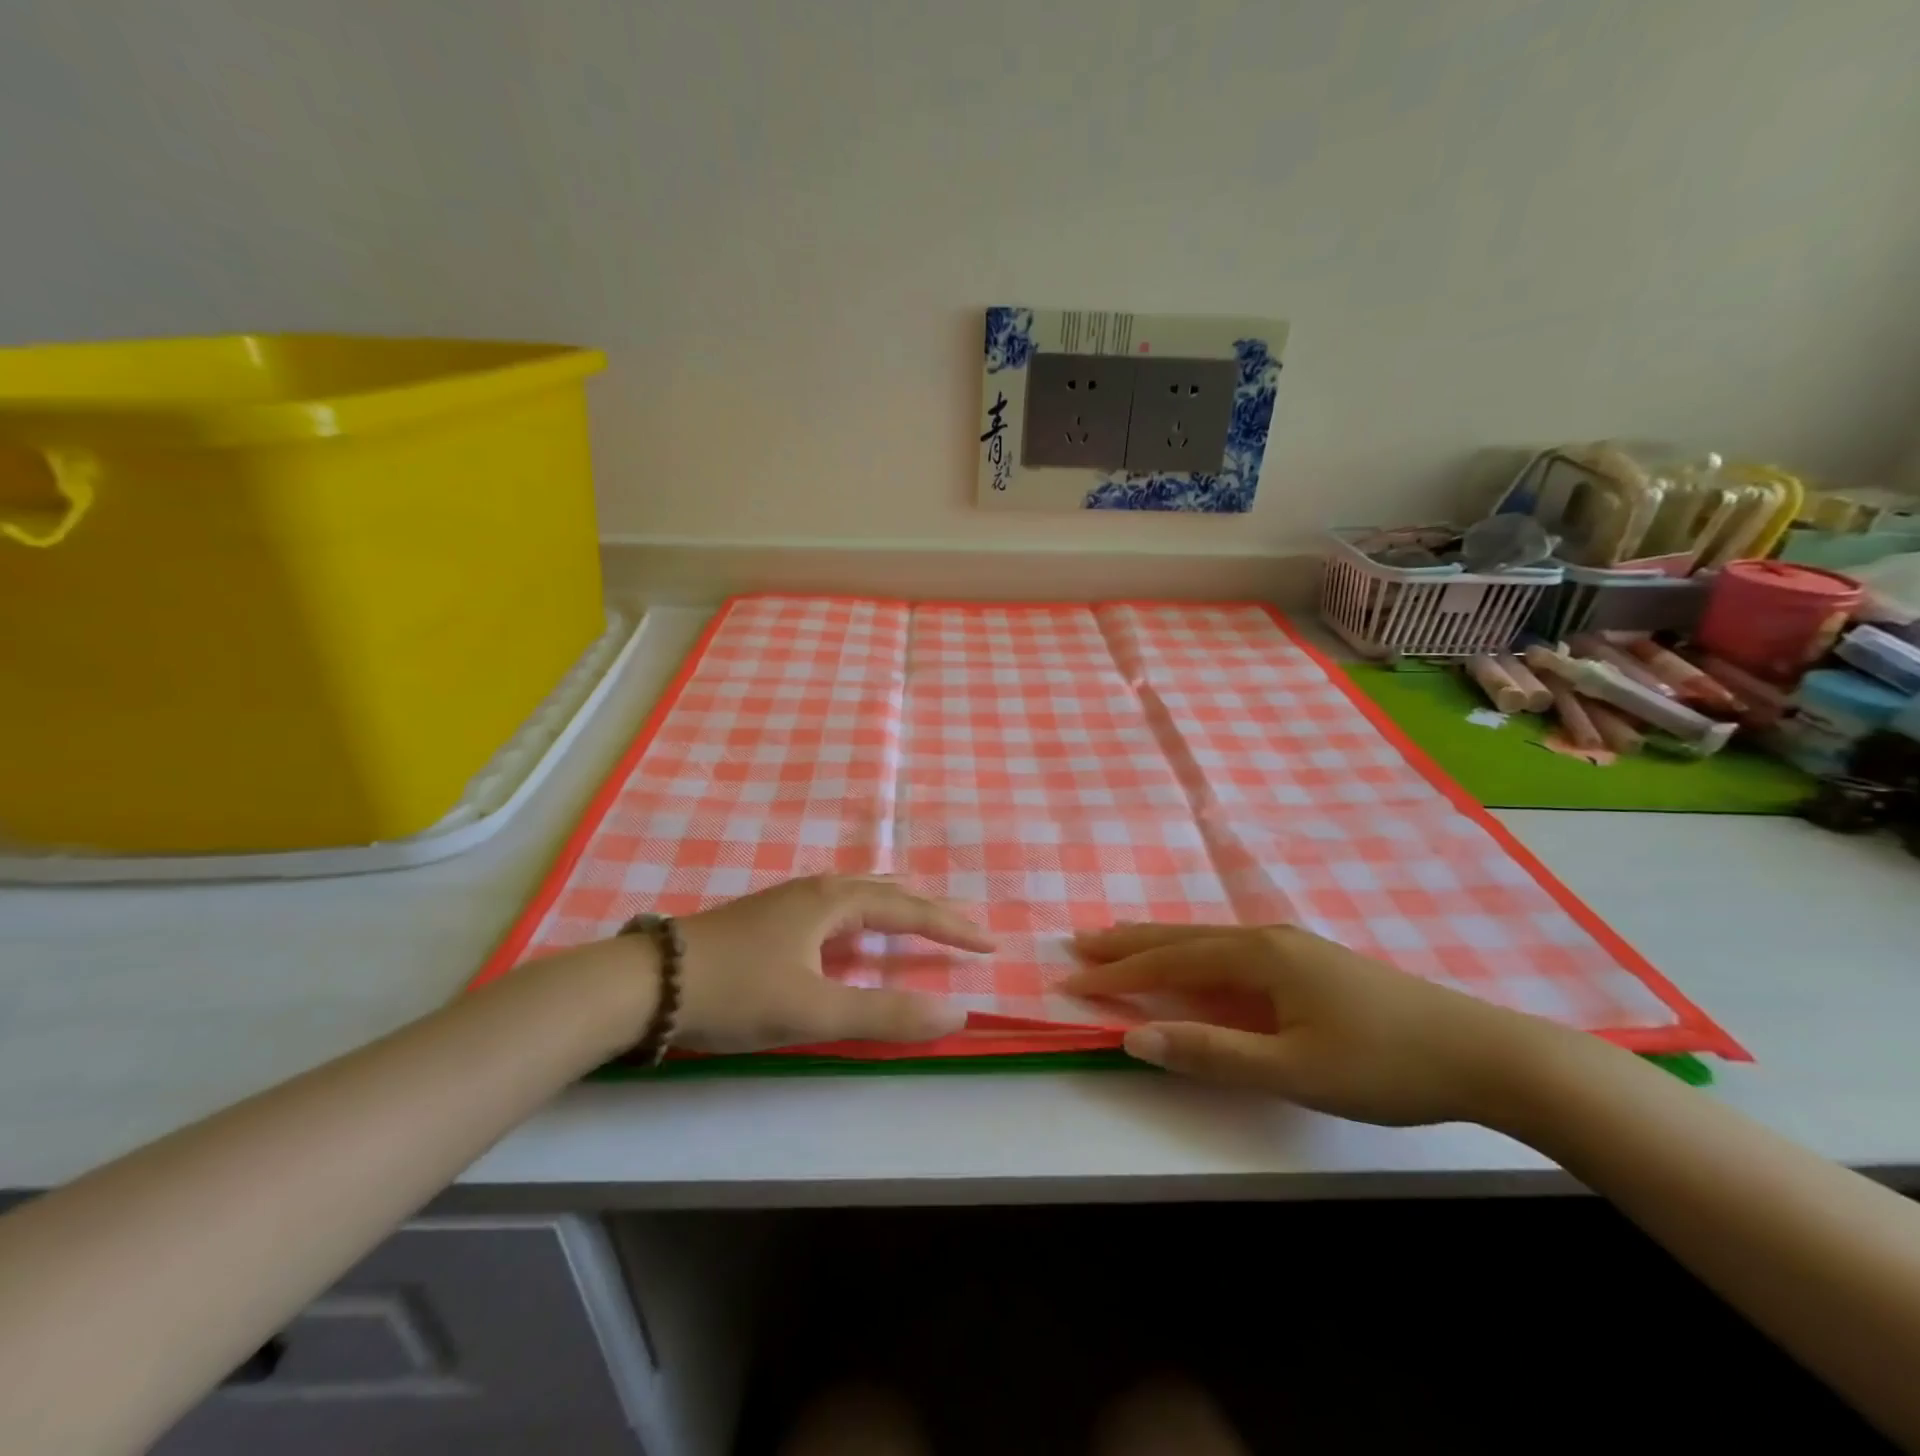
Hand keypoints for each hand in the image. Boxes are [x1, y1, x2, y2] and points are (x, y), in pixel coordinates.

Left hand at [667, 875, 994, 1053]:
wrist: (647, 982)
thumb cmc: (737, 991)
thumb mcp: (814, 1010)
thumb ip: (885, 1013)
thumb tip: (955, 1012)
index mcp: (834, 902)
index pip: (909, 908)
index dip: (951, 927)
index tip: (988, 944)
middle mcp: (817, 890)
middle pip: (887, 890)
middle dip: (929, 908)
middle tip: (963, 926)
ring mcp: (789, 900)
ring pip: (858, 893)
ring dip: (897, 906)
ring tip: (919, 916)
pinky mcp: (770, 916)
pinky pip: (837, 904)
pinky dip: (867, 912)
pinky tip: (853, 929)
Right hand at [1066, 923, 1586, 1126]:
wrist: (1483, 1053)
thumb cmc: (1383, 1064)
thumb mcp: (1292, 1070)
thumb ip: (1211, 1052)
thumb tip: (1135, 1037)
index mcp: (1257, 957)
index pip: (1168, 965)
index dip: (1117, 976)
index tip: (1070, 981)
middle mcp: (1265, 939)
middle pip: (1180, 938)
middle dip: (1127, 943)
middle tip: (1079, 942)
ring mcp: (1289, 946)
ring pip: (1205, 939)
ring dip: (1157, 942)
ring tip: (1119, 941)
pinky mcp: (1307, 961)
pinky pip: (1228, 949)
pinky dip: (1191, 951)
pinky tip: (1192, 958)